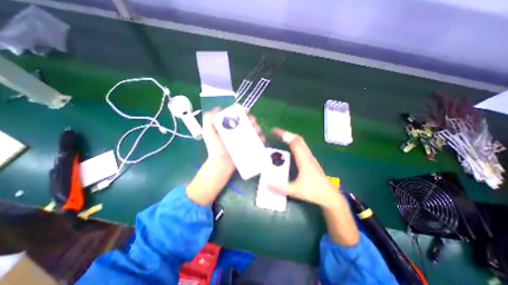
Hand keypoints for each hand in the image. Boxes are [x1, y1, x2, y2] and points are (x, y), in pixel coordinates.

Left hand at [203, 108, 265, 171]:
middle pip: (248, 123)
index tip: (247, 113)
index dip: (244, 114)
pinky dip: (261, 139)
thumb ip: (208, 119)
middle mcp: (238, 133)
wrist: (221, 164)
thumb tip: (217, 108)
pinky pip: (257, 141)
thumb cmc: (215, 148)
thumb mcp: (209, 132)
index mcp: (230, 128)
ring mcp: (244, 140)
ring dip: (258, 129)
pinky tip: (262, 139)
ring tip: (258, 131)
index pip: (238, 117)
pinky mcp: (249, 147)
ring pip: (254, 131)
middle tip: (253, 123)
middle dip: (253, 121)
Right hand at [267, 129, 358, 245]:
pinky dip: (294, 143)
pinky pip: (302, 147)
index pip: (293, 142)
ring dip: (291, 137)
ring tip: (281, 137)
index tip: (274, 131)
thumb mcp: (296, 191)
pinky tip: (290, 147)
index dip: (284, 134)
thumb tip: (267, 184)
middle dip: (286, 134)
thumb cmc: (314, 191)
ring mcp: (310, 157)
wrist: (330, 196)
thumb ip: (281, 188)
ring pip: (301, 142)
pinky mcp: (311, 160)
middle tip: (276, 133)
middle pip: (298, 139)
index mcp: (303, 160)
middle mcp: (307, 156)